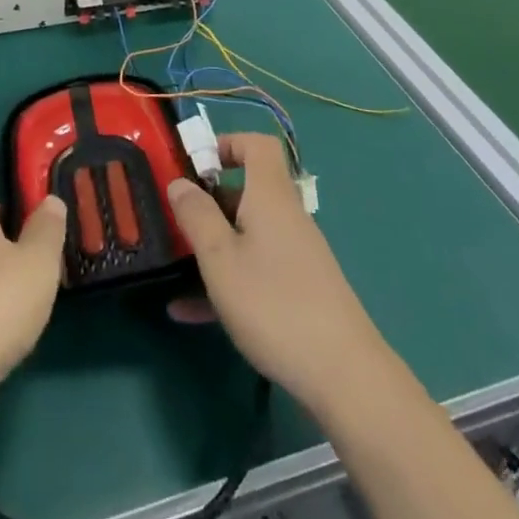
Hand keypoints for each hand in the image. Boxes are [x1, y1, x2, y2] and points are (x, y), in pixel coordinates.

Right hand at [166, 134, 388, 420]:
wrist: (344, 376)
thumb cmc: (273, 303)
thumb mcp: (220, 258)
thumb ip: (196, 216)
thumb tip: (180, 182)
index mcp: (270, 197)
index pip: (258, 145)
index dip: (227, 143)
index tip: (195, 164)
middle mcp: (286, 217)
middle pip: (248, 191)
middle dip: (209, 200)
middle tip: (175, 218)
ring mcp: (295, 255)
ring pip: (247, 234)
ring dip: (212, 243)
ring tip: (174, 264)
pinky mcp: (298, 289)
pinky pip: (255, 269)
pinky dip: (225, 280)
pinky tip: (189, 311)